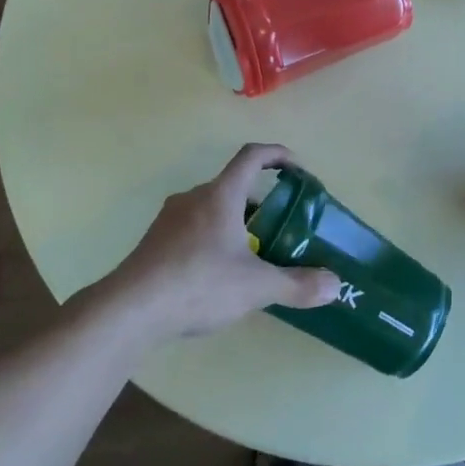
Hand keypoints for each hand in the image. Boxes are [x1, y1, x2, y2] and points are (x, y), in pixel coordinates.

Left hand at [109, 143, 341, 341]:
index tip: (296, 169)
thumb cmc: (198, 284)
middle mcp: (194, 198)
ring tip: (251, 255)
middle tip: (279, 228)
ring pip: (211, 209)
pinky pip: (191, 229)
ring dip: (235, 222)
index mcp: (220, 195)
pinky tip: (216, 275)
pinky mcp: (153, 243)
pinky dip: (211, 239)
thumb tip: (335, 285)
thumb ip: (297, 284)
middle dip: (259, 202)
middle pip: (233, 185)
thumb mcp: (255, 287)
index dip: (277, 155)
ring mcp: (169, 220)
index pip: (252, 156)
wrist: (128, 311)